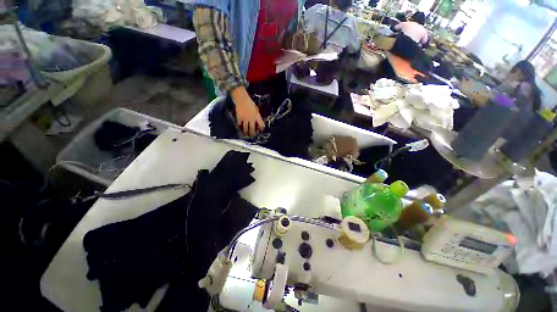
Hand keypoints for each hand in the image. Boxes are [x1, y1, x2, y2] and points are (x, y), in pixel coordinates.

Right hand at [231, 87, 264, 136]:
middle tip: (252, 136)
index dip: (261, 129)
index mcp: (257, 116)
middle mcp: (252, 119)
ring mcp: (245, 119)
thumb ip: (257, 115)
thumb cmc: (250, 102)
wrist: (242, 98)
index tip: (260, 131)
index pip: (261, 125)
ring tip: (245, 135)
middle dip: (252, 134)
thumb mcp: (256, 109)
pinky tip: (239, 128)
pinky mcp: (239, 118)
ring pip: (245, 128)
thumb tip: (257, 121)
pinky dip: (239, 127)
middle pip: (253, 129)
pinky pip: (239, 124)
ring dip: (246, 132)